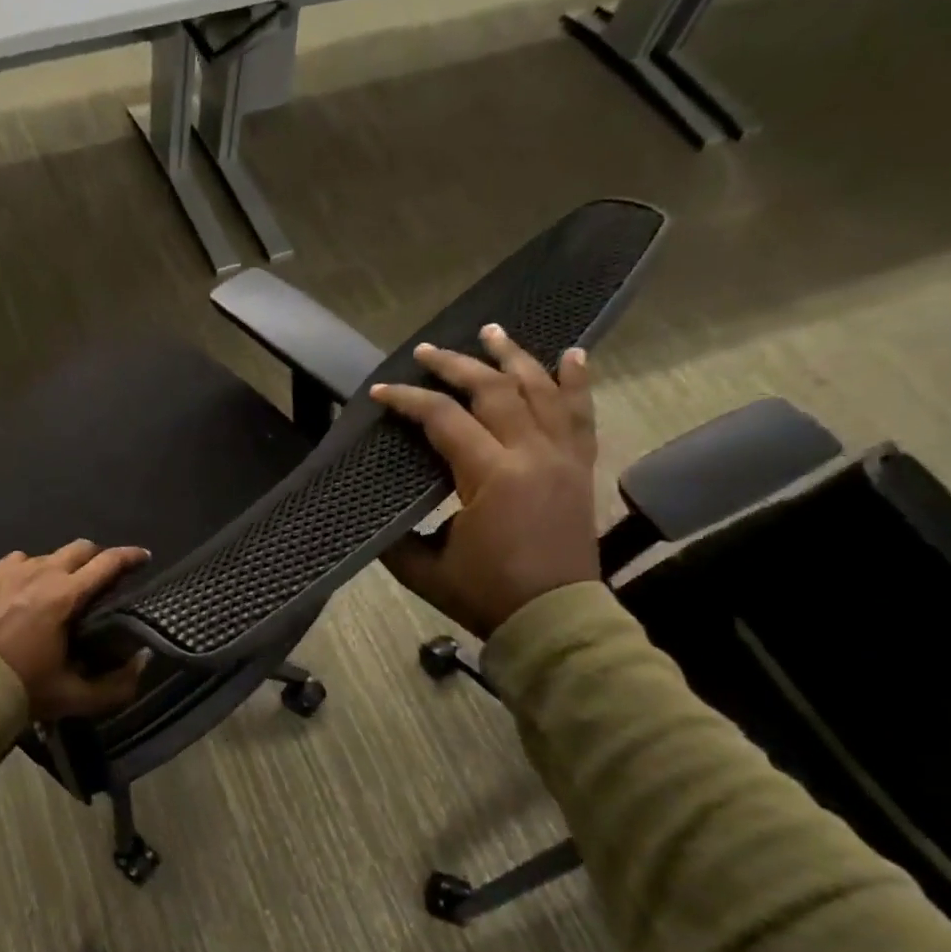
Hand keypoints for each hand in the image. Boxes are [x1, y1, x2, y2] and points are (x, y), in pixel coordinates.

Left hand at [0, 541, 150, 721]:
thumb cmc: (22, 688)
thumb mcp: (75, 696)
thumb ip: (117, 684)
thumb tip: (142, 660)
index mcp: (64, 596)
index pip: (107, 564)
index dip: (130, 557)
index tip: (144, 557)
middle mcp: (40, 573)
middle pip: (80, 549)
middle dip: (98, 557)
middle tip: (105, 576)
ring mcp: (10, 571)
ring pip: (48, 555)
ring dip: (63, 566)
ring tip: (63, 588)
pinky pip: (19, 561)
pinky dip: (31, 570)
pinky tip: (28, 589)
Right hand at [369, 324, 600, 638]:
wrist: (556, 619)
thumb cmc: (486, 594)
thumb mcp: (423, 568)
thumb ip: (394, 534)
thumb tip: (369, 508)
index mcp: (491, 476)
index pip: (443, 418)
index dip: (407, 400)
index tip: (380, 393)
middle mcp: (531, 454)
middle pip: (493, 390)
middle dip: (456, 366)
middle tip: (428, 351)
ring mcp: (561, 457)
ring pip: (541, 390)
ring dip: (514, 357)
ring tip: (492, 332)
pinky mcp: (579, 467)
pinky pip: (581, 414)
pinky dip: (576, 382)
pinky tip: (573, 354)